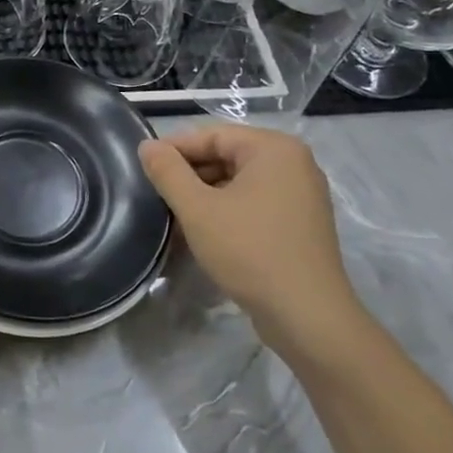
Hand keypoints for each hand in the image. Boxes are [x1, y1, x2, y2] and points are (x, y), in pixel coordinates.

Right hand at [139, 124, 368, 363]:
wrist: (307, 317)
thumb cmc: (250, 251)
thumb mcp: (197, 209)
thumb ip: (168, 171)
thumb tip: (147, 145)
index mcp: (274, 148)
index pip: (212, 135)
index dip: (174, 149)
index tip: (145, 169)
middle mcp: (294, 163)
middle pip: (227, 155)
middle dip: (190, 174)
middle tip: (157, 195)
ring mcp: (302, 194)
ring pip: (239, 181)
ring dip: (206, 194)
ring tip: (176, 216)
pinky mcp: (302, 223)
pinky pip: (255, 202)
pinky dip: (228, 210)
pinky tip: (205, 233)